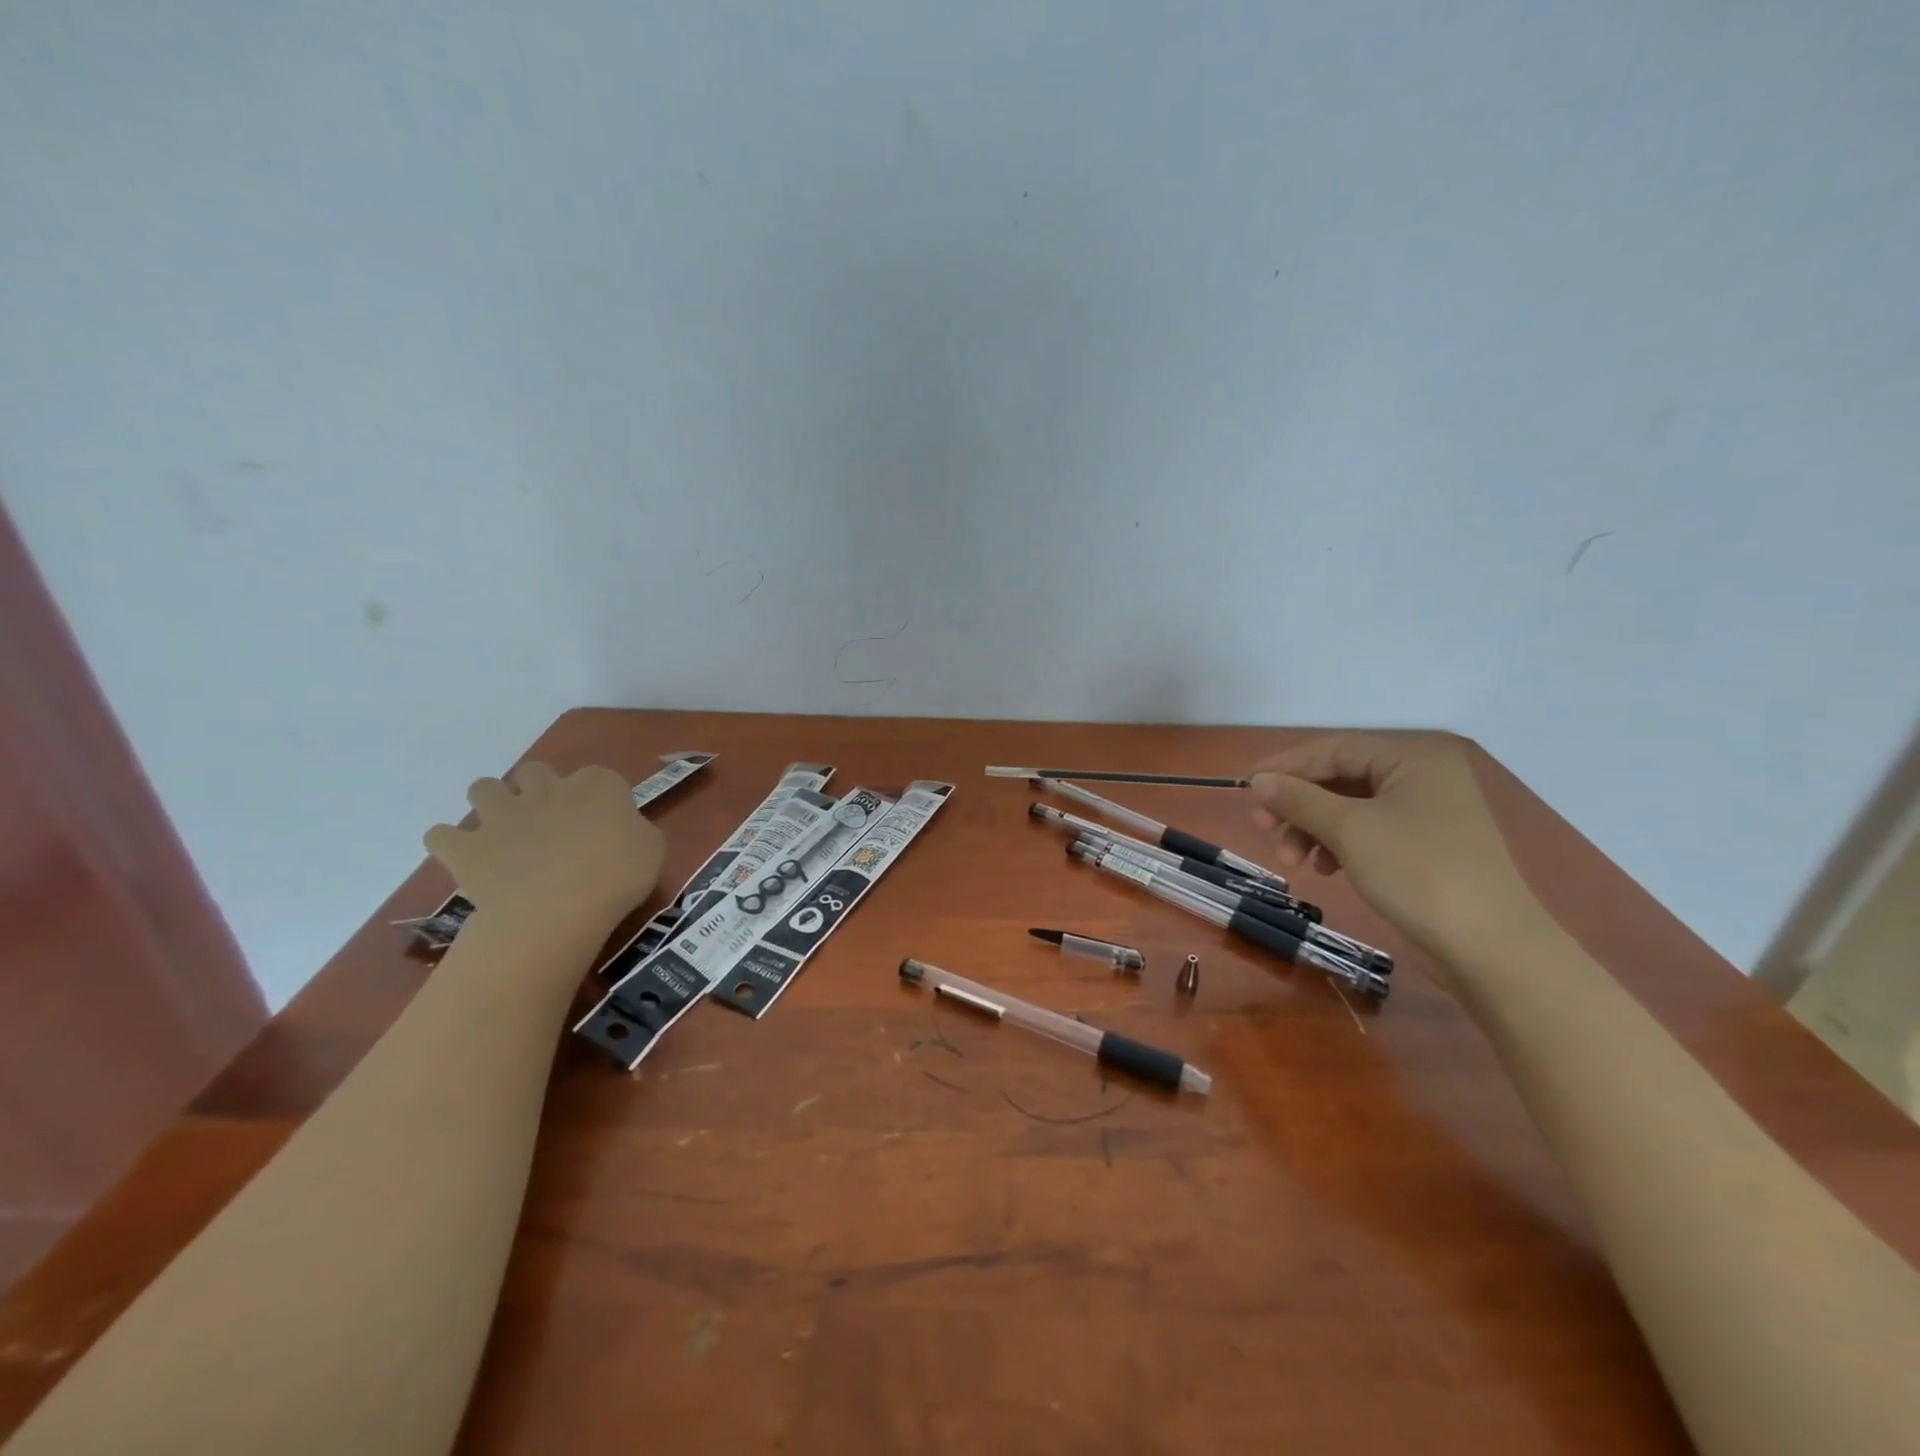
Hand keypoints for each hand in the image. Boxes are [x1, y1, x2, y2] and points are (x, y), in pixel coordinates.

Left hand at [425, 762, 666, 935]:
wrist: (558, 909)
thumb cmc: (618, 876)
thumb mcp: (652, 848)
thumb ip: (635, 829)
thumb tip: (622, 829)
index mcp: (597, 785)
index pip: (599, 777)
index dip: (599, 798)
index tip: (604, 823)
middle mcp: (546, 789)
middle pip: (533, 771)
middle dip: (536, 789)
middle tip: (549, 822)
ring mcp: (501, 815)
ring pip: (482, 788)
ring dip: (491, 804)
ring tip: (504, 833)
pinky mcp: (466, 847)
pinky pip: (440, 835)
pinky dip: (449, 842)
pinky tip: (465, 857)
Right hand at [1248, 732, 1541, 972]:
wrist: (1489, 946)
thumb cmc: (1417, 871)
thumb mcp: (1349, 830)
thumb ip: (1299, 799)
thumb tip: (1258, 781)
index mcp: (1413, 759)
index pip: (1335, 749)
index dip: (1287, 766)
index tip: (1246, 786)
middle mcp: (1422, 778)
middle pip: (1340, 780)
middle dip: (1298, 805)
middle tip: (1263, 828)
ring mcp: (1427, 814)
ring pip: (1350, 809)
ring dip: (1312, 829)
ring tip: (1291, 859)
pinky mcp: (1425, 848)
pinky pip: (1368, 833)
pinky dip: (1338, 846)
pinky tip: (1323, 869)